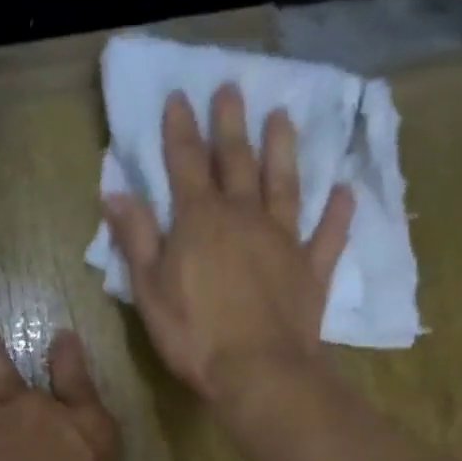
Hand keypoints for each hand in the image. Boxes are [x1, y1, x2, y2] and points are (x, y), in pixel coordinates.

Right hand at [104, 84, 353, 403]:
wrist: (257, 372)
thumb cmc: (194, 335)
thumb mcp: (150, 290)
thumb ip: (136, 239)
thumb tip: (116, 193)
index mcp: (200, 220)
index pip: (187, 163)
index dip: (181, 130)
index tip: (179, 96)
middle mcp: (245, 217)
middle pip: (237, 161)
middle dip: (231, 124)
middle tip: (232, 88)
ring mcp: (284, 241)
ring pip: (284, 185)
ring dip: (283, 150)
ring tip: (283, 116)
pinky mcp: (311, 271)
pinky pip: (328, 235)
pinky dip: (337, 213)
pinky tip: (344, 192)